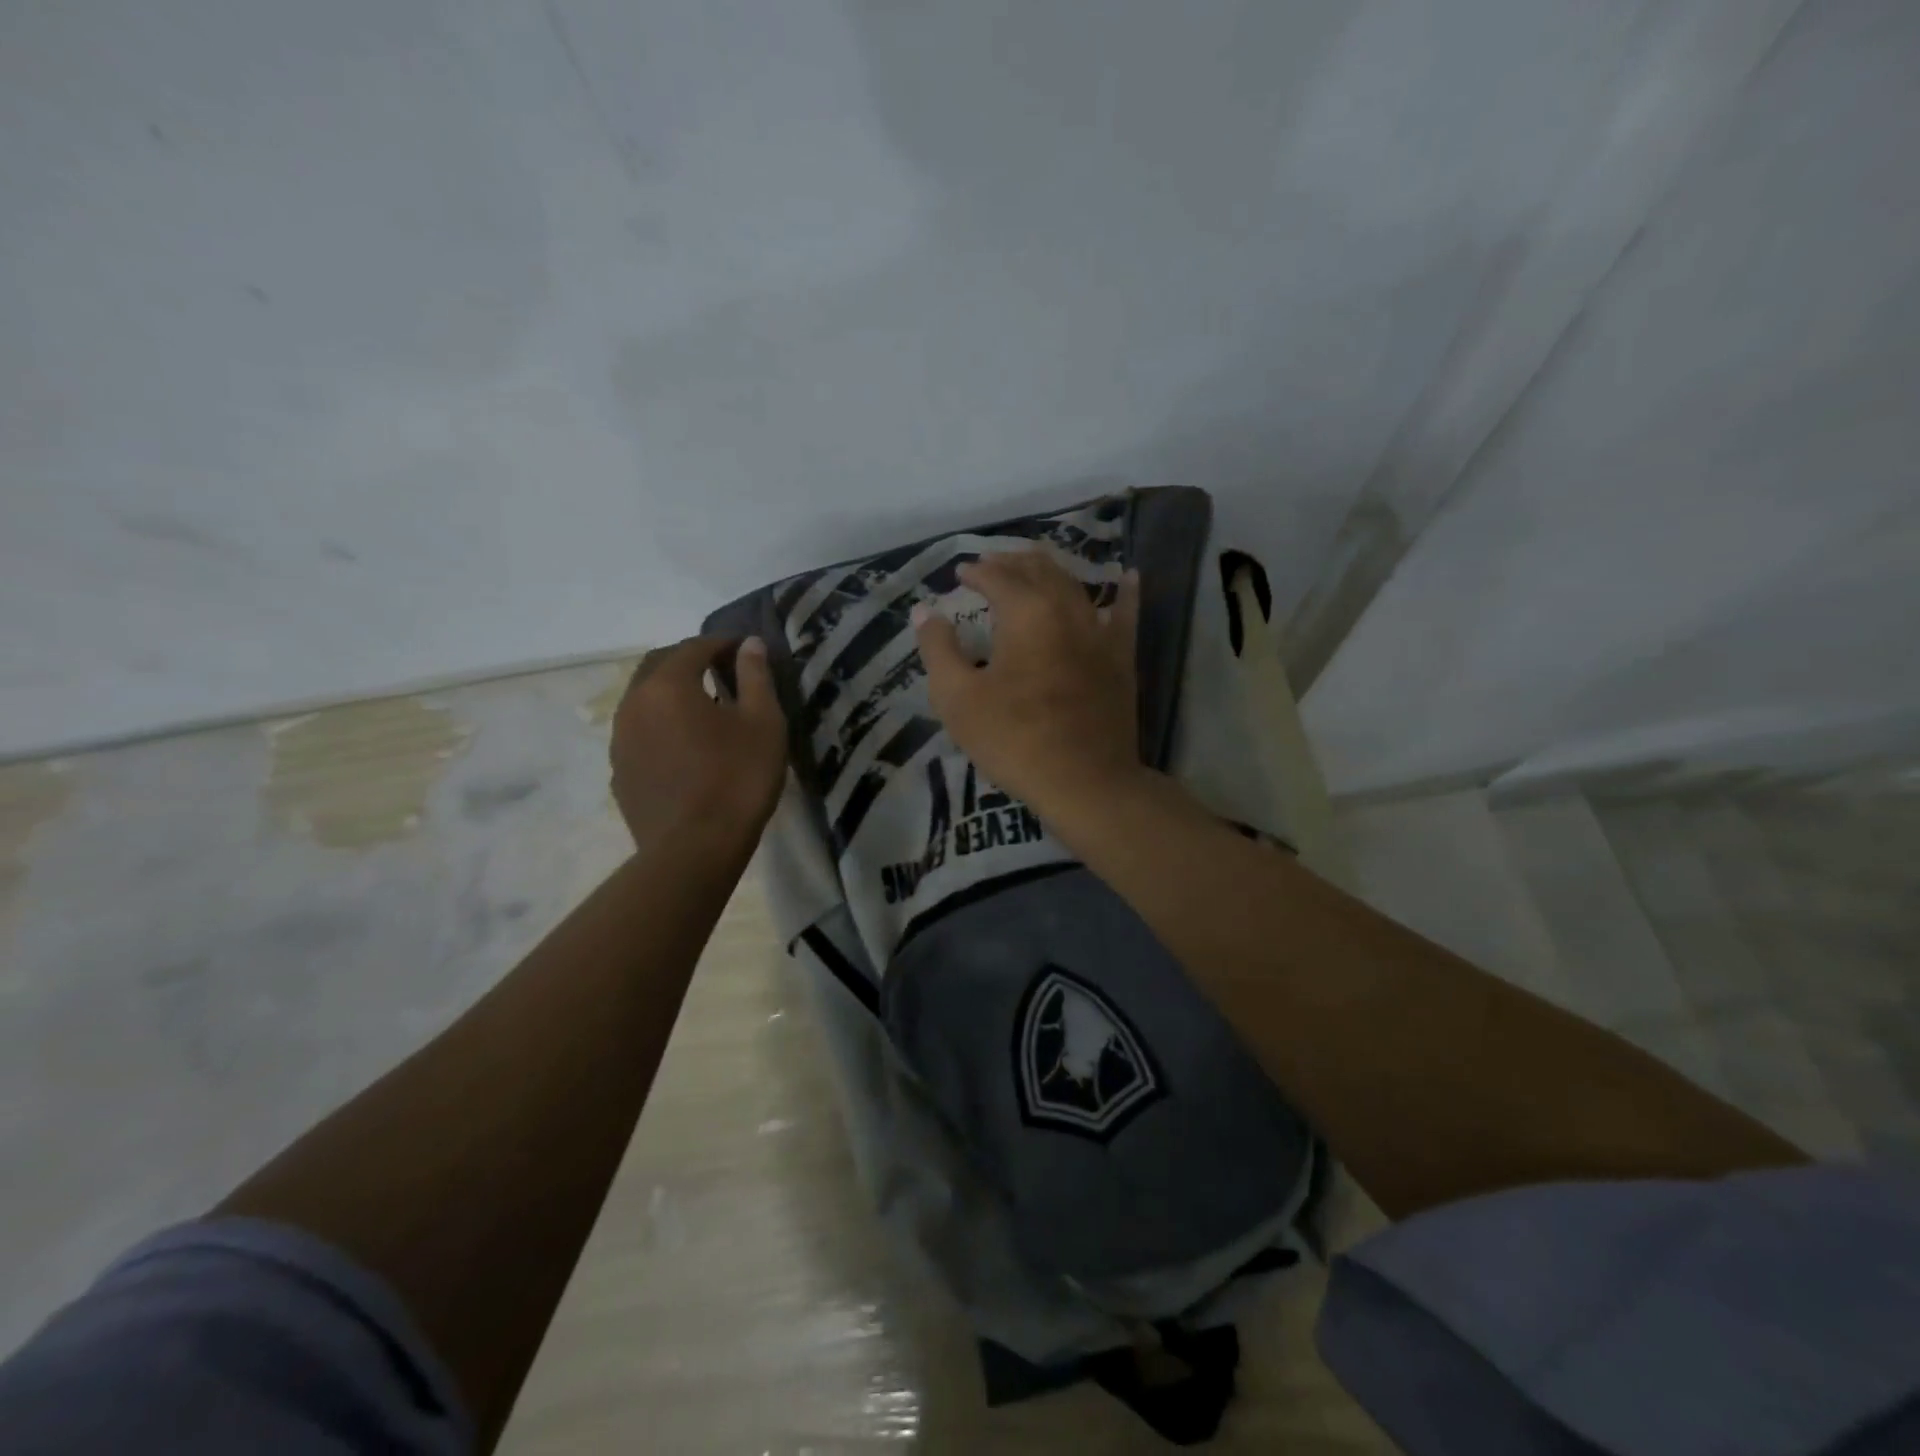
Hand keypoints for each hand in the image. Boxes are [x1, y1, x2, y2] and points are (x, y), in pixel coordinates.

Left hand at [610, 635, 787, 850]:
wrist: (695, 850)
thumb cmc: (738, 779)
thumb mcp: (763, 723)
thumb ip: (755, 677)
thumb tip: (749, 644)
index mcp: (668, 685)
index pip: (694, 647)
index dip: (722, 643)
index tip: (745, 652)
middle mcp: (634, 703)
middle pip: (659, 665)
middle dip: (691, 661)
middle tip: (723, 673)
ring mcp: (620, 739)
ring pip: (644, 699)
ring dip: (672, 693)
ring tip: (705, 710)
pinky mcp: (619, 771)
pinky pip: (639, 732)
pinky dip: (661, 724)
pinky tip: (685, 746)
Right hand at [912, 549, 1141, 815]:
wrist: (1083, 781)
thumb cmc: (1013, 739)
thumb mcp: (958, 698)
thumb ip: (938, 649)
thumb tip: (924, 611)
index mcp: (1026, 613)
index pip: (997, 577)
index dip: (976, 572)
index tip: (960, 574)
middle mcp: (1066, 610)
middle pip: (1038, 571)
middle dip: (1011, 563)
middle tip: (991, 565)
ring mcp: (1099, 632)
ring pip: (1075, 585)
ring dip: (1050, 571)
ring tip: (1033, 566)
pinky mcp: (1121, 658)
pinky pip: (1126, 615)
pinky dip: (1123, 593)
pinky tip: (1127, 577)